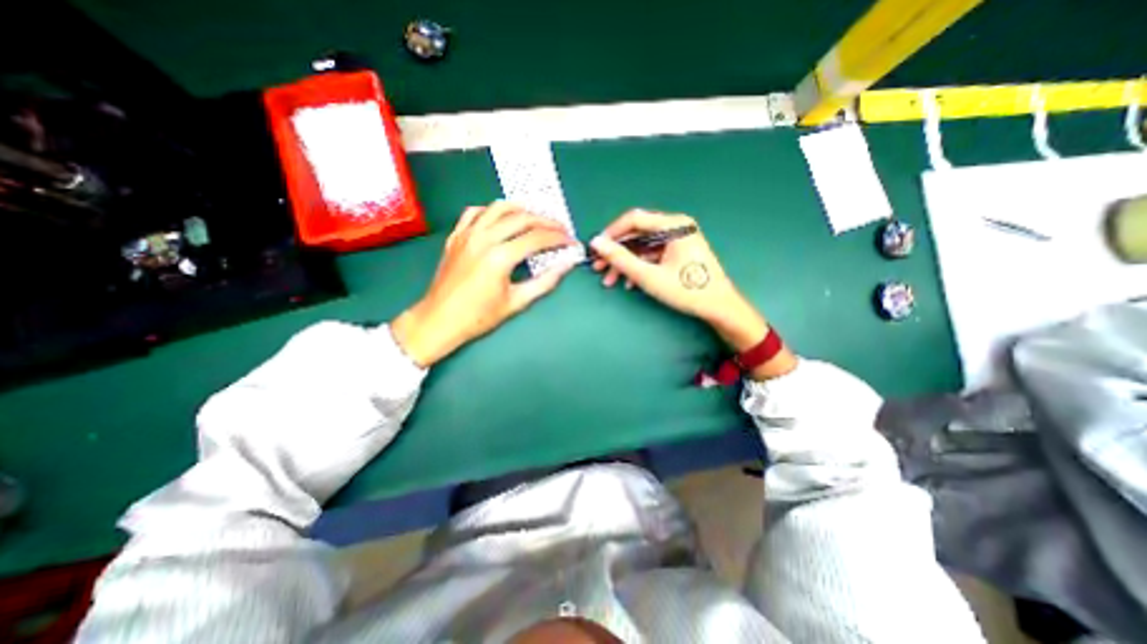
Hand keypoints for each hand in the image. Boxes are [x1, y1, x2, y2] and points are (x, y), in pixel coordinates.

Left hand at [396, 202, 578, 366]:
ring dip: (521, 209)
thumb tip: (567, 264)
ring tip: (536, 218)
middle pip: (522, 218)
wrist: (439, 320)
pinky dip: (492, 211)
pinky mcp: (456, 236)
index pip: (537, 238)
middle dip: (546, 221)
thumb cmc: (479, 316)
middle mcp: (484, 238)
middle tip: (560, 229)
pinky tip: (500, 219)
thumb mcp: (517, 302)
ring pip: (498, 208)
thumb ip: (545, 281)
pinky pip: (475, 212)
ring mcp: (467, 234)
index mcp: (500, 257)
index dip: (559, 238)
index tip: (571, 241)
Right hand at [592, 210, 770, 352]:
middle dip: (616, 254)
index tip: (595, 249)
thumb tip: (596, 242)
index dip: (611, 234)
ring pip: (642, 248)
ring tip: (609, 281)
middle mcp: (676, 227)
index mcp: (674, 225)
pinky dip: (639, 268)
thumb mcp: (649, 276)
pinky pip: (652, 256)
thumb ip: (620, 258)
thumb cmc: (686, 290)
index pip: (634, 220)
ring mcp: (677, 240)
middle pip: (637, 235)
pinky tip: (629, 283)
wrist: (718, 308)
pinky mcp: (678, 252)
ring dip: (625, 264)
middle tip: (597, 268)